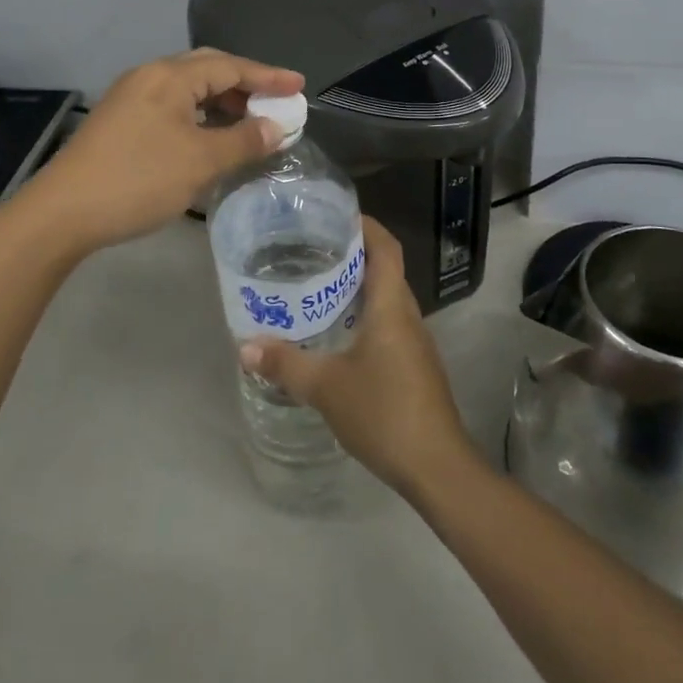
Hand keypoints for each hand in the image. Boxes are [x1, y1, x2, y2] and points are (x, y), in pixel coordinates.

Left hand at [26, 48, 303, 252]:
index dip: (268, 76)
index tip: (299, 86)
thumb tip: (276, 127)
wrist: (62, 213)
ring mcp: (131, 98)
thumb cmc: (138, 180)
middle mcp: (149, 77)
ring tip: (249, 123)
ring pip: (188, 89)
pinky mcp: (120, 121)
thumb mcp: (200, 162)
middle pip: (207, 69)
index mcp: (170, 77)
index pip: (230, 66)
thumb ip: (243, 141)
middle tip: (276, 102)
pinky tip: (210, 137)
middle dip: (245, 84)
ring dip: (221, 102)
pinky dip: (199, 116)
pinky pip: (172, 106)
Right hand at [238, 217, 475, 497]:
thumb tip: (245, 346)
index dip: (366, 225)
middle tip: (311, 249)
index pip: (386, 247)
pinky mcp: (415, 366)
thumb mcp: (326, 387)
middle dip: (353, 254)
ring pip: (387, 298)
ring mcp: (415, 342)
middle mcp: (407, 316)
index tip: (335, 214)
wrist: (438, 468)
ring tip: (317, 286)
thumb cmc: (384, 413)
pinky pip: (389, 324)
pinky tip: (337, 333)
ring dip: (358, 287)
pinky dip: (365, 315)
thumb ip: (285, 364)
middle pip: (385, 269)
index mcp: (391, 306)